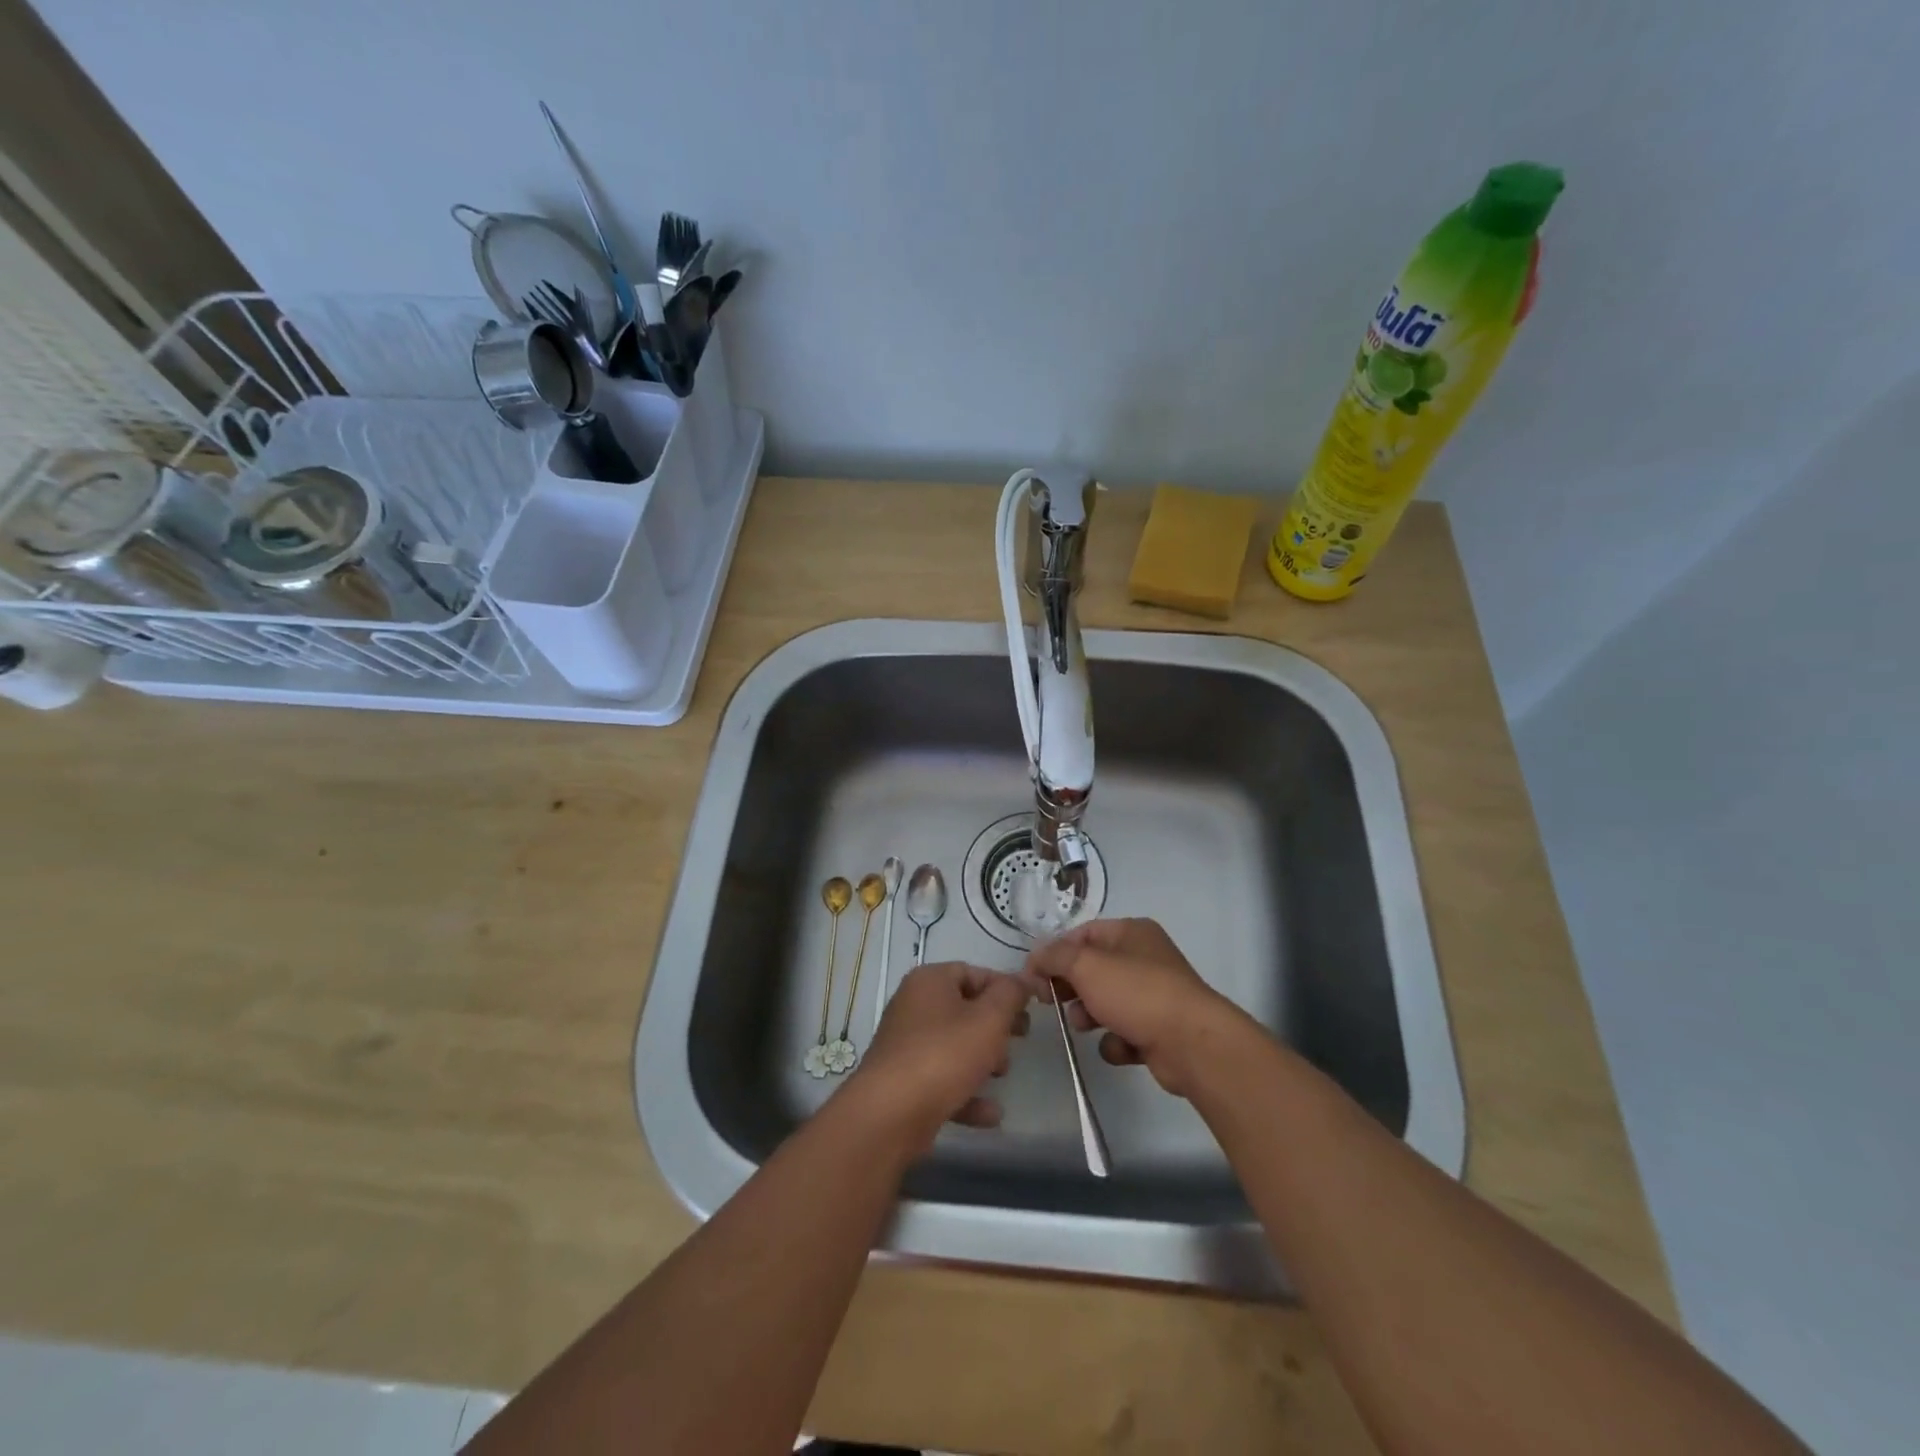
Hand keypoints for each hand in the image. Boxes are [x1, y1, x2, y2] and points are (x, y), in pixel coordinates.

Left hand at [848, 962, 1030, 1149]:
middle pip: (965, 1009)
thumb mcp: (989, 1019)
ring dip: (983, 1060)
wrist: (890, 1114)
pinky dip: (967, 1092)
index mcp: (929, 981)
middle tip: (1021, 1039)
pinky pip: (944, 1080)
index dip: (1004, 988)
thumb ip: (1010, 995)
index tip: (1029, 1008)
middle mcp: (913, 1006)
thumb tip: (1023, 979)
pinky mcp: (905, 1082)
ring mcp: (907, 1045)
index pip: (974, 972)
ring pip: (955, 1046)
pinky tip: (992, 1113)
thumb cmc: (944, 1055)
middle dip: (996, 1026)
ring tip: (1003, 1074)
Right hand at [1022, 918, 1247, 1096]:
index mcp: (1132, 932)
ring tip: (1084, 1025)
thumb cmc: (1136, 993)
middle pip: (1092, 969)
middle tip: (1048, 1001)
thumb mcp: (1086, 966)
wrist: (1191, 1044)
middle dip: (1069, 986)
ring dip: (1088, 1015)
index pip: (1083, 934)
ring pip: (1106, 1002)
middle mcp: (1144, 958)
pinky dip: (1116, 1041)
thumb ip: (1055, 957)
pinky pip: (1124, 1032)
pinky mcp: (1158, 1031)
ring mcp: (1154, 996)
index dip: (1055, 952)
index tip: (1032, 975)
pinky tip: (1120, 1047)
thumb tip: (1035, 957)